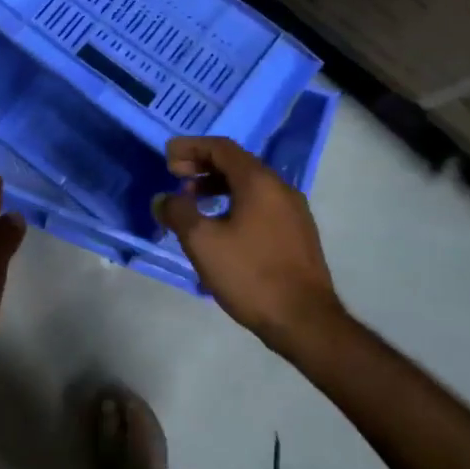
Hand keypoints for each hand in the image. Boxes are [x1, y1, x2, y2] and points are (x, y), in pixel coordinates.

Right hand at [156, 136, 349, 362]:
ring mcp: (294, 211)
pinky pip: (261, 204)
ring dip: (217, 185)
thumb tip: (164, 199)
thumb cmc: (250, 275)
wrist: (305, 321)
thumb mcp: (202, 242)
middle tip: (175, 176)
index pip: (221, 148)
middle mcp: (280, 188)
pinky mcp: (298, 233)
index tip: (167, 158)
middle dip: (202, 165)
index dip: (191, 147)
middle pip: (237, 163)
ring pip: (250, 185)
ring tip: (193, 202)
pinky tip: (220, 226)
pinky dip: (235, 202)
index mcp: (259, 182)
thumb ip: (178, 212)